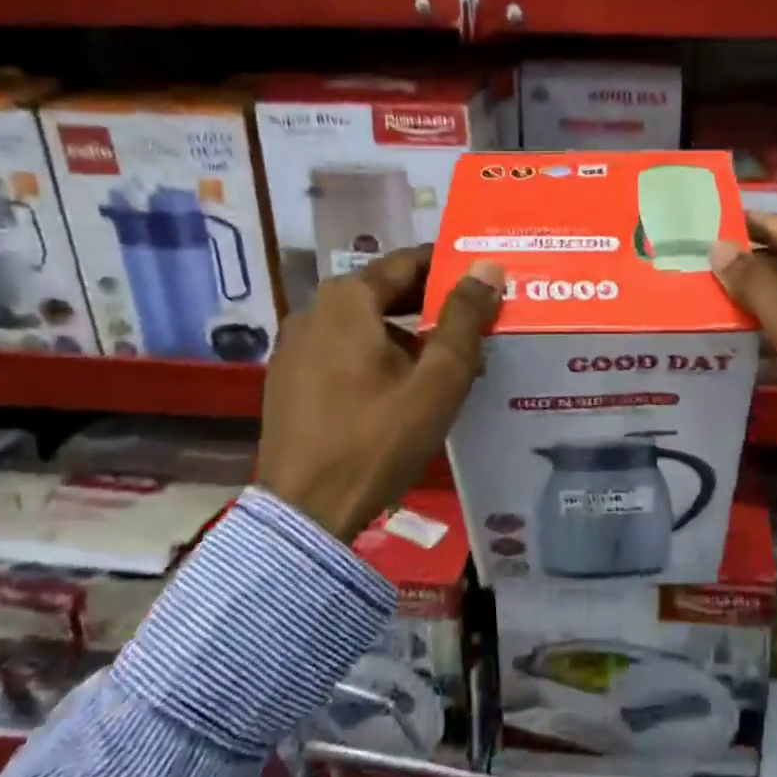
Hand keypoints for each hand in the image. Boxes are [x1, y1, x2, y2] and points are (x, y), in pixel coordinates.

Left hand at [257, 247, 503, 538]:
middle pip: (385, 291)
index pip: (409, 262)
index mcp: (347, 299)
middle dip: (432, 303)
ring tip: (445, 359)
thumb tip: (487, 266)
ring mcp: (294, 345)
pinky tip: (402, 386)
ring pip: (364, 322)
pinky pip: (342, 349)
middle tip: (475, 319)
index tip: (485, 279)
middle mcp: (313, 310)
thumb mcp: (438, 379)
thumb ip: (465, 317)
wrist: (304, 514)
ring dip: (406, 332)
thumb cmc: (378, 439)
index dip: (451, 267)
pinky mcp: (288, 378)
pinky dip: (376, 354)